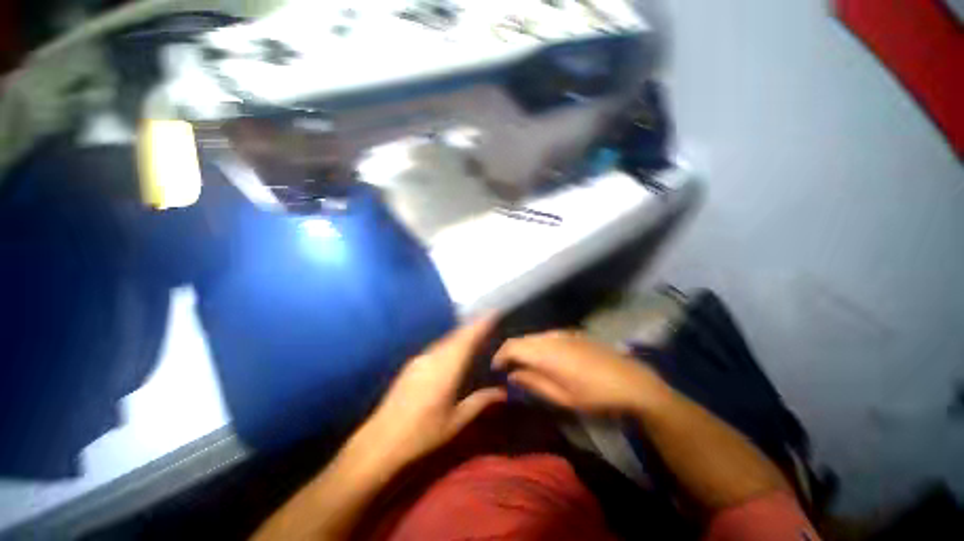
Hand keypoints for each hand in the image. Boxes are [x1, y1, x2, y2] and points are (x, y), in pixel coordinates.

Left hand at [358, 316, 506, 469]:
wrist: (381, 440)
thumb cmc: (423, 433)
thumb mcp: (456, 421)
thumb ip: (480, 401)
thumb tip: (503, 392)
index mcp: (446, 368)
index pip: (467, 339)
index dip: (481, 324)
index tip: (494, 313)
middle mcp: (433, 356)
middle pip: (457, 334)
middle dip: (473, 325)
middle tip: (489, 321)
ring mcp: (420, 358)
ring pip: (446, 339)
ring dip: (461, 333)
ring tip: (475, 333)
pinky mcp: (412, 363)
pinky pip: (437, 346)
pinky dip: (450, 342)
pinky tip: (454, 349)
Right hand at [493, 330, 669, 416]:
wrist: (633, 383)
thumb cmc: (595, 396)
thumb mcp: (562, 398)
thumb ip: (533, 383)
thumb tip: (512, 375)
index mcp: (545, 352)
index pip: (512, 346)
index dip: (499, 356)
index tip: (495, 369)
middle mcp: (551, 336)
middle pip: (522, 338)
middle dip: (510, 352)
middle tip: (507, 368)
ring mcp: (564, 332)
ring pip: (534, 336)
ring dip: (525, 348)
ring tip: (524, 364)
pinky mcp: (574, 333)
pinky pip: (547, 335)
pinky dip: (538, 344)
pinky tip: (544, 357)